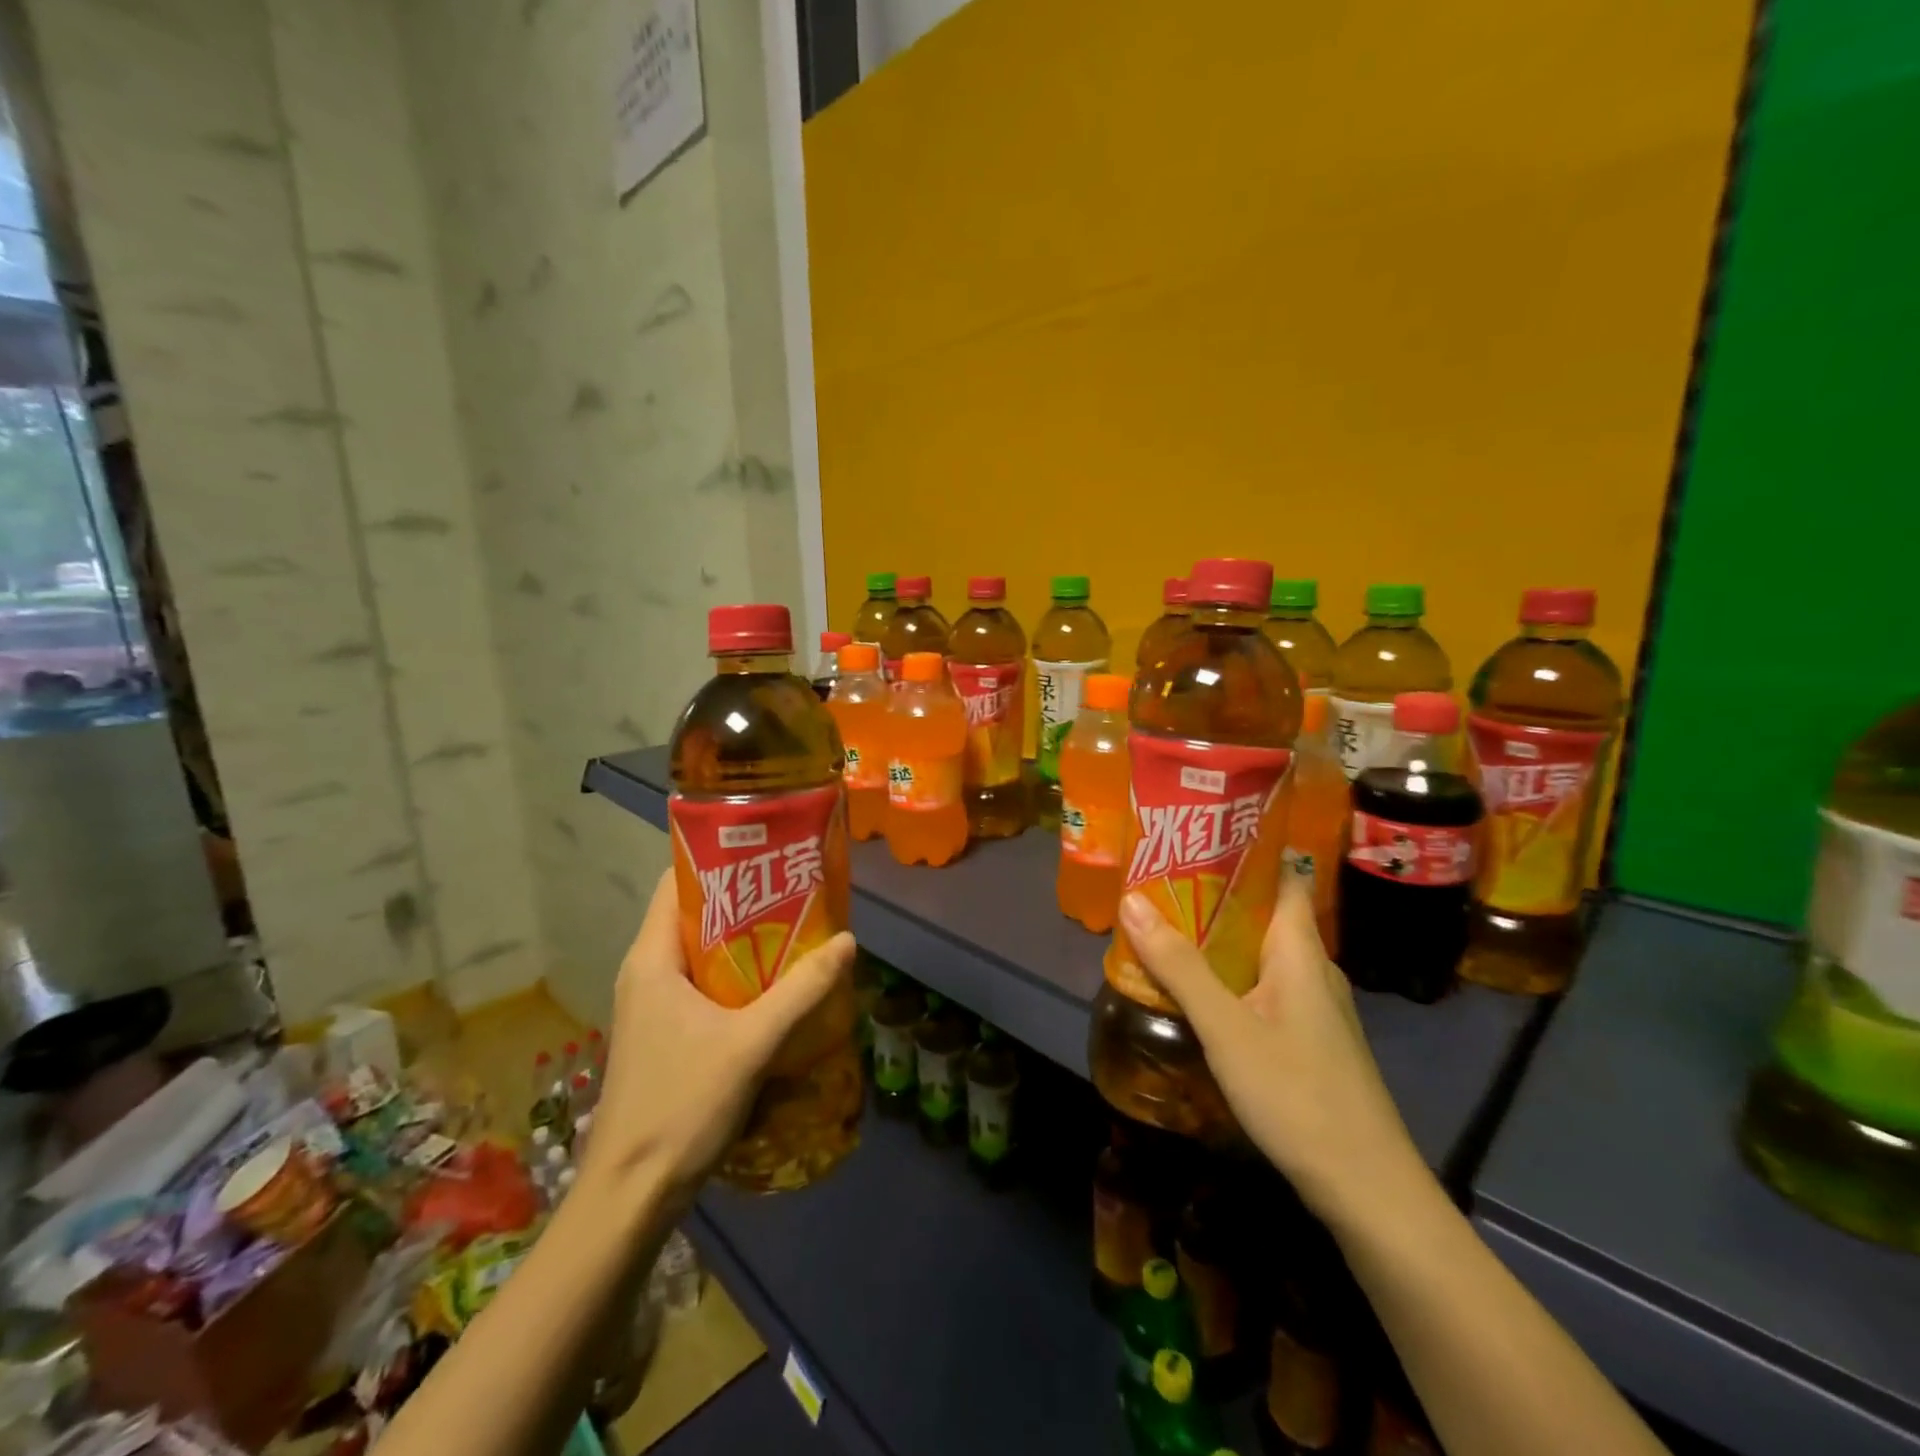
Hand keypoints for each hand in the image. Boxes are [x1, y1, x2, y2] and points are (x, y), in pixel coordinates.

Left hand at [585, 870, 855, 1196]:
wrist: (631, 1195)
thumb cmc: (681, 1106)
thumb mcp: (750, 1043)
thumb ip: (801, 990)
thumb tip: (848, 941)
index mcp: (652, 958)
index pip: (678, 882)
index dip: (720, 859)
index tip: (769, 852)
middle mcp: (647, 972)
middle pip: (696, 914)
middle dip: (746, 899)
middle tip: (798, 890)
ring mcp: (654, 1005)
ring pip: (703, 952)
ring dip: (747, 941)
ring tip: (799, 929)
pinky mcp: (666, 1032)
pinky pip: (705, 984)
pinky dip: (739, 975)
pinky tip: (779, 985)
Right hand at [1118, 873, 1425, 1226]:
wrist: (1367, 1189)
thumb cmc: (1297, 1094)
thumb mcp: (1226, 1028)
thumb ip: (1179, 965)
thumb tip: (1132, 899)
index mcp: (1300, 949)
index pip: (1280, 876)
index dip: (1243, 851)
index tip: (1194, 836)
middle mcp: (1312, 967)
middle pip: (1263, 912)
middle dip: (1214, 895)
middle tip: (1158, 882)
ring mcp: (1314, 1006)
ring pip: (1261, 953)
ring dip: (1218, 938)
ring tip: (1166, 926)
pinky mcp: (1309, 1038)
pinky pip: (1264, 986)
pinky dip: (1230, 975)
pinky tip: (1198, 990)